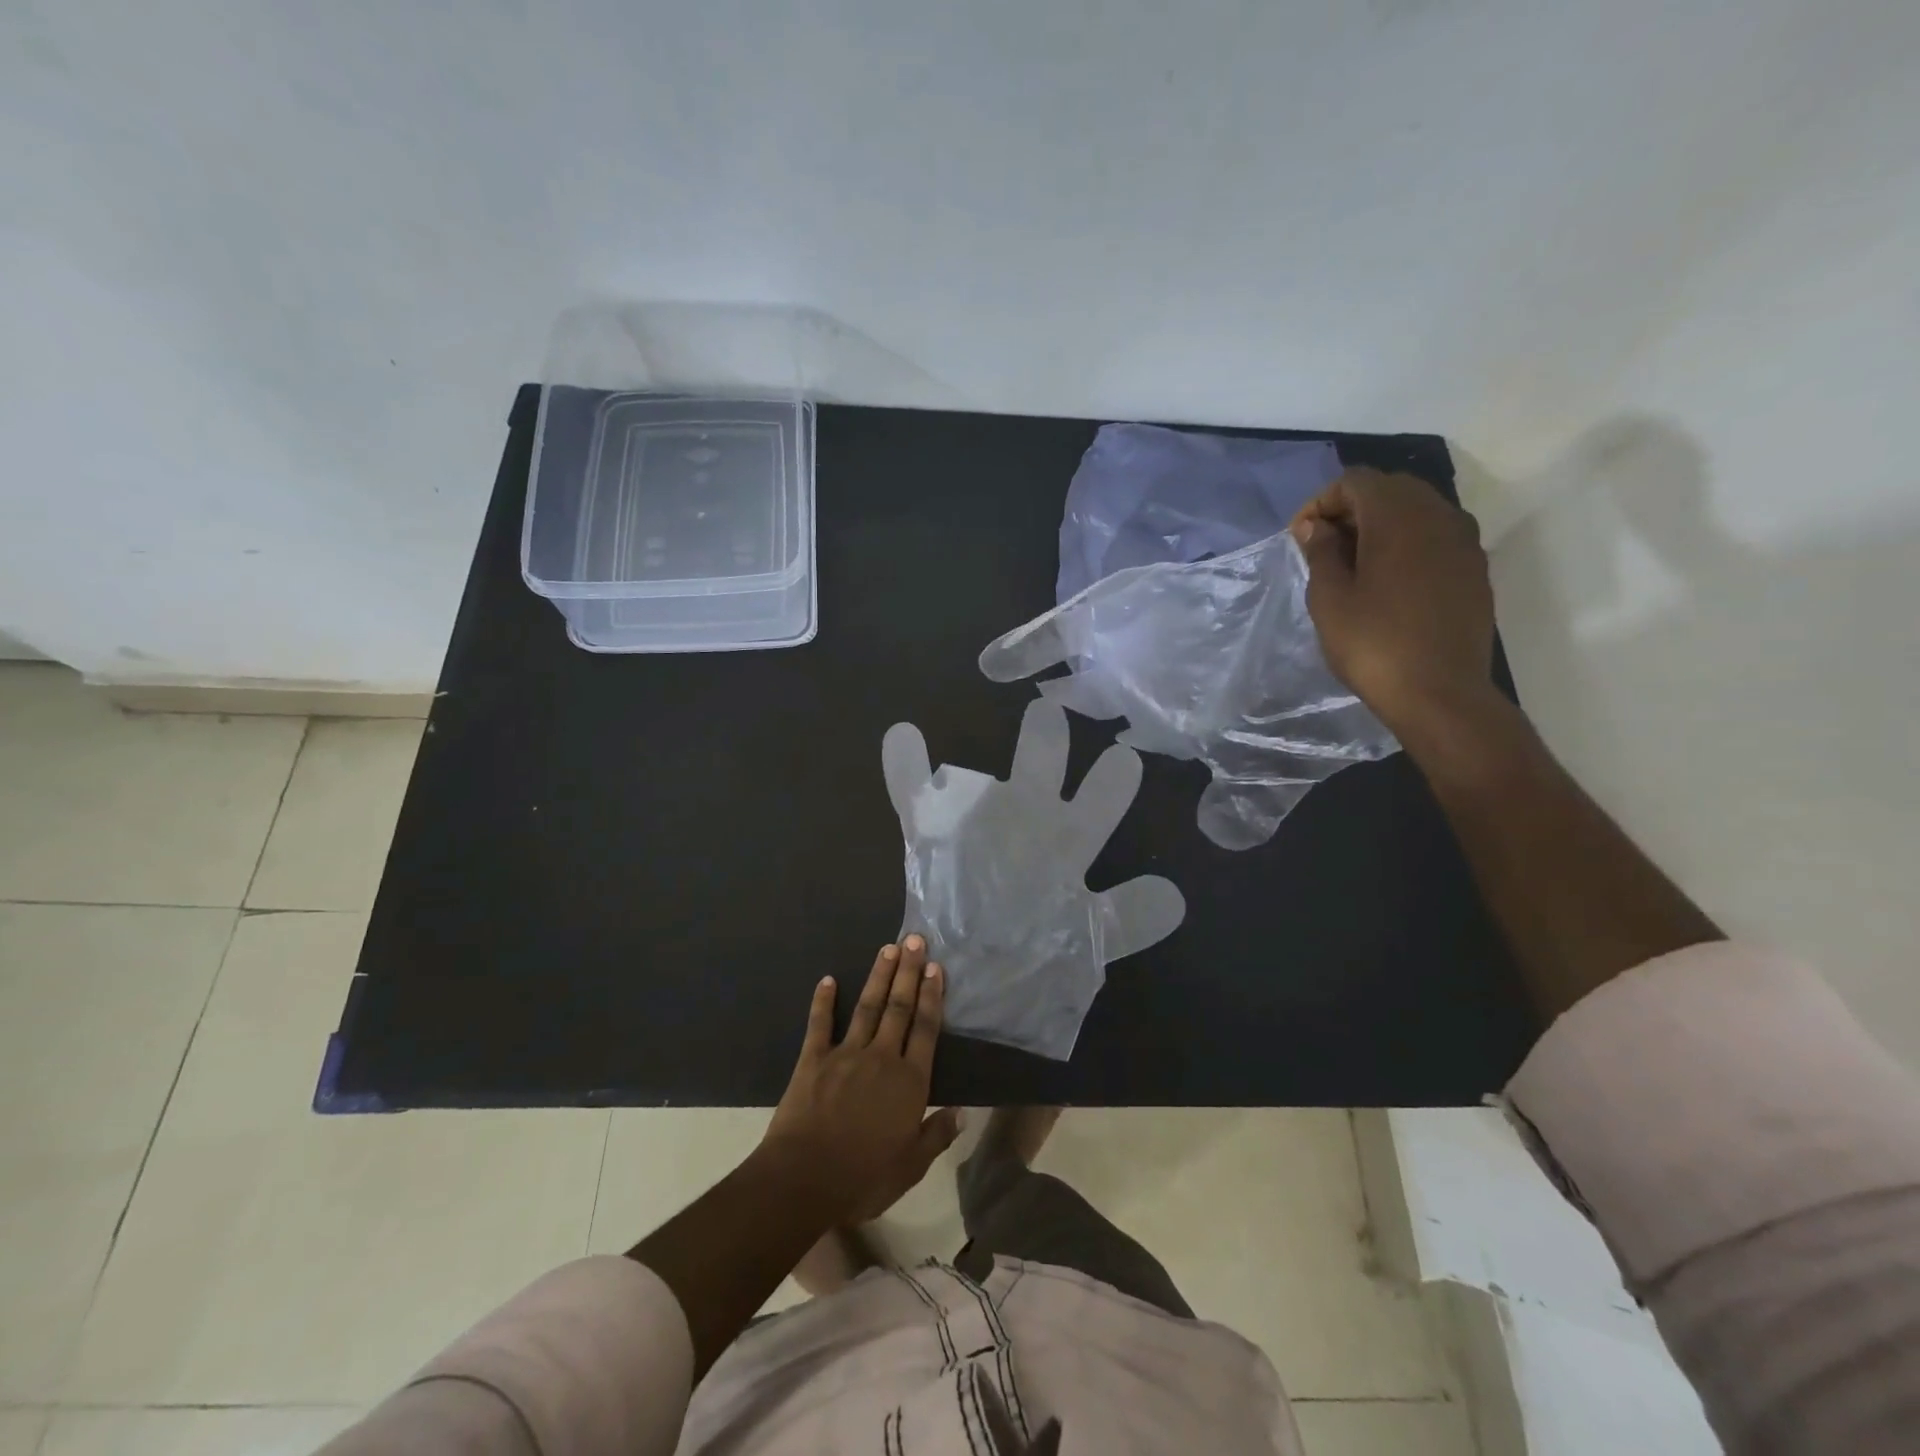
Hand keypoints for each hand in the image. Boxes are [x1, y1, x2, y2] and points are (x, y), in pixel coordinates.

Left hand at [760, 936, 962, 1226]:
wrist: (804, 1179)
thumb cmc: (862, 1178)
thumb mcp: (910, 1167)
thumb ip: (935, 1136)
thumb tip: (961, 1112)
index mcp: (909, 1082)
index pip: (926, 1030)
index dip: (932, 997)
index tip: (936, 968)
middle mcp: (882, 1058)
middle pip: (899, 1007)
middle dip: (909, 972)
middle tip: (915, 940)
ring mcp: (846, 1054)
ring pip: (867, 1007)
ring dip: (879, 976)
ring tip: (888, 948)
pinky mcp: (813, 1059)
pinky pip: (820, 1024)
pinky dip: (823, 1001)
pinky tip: (827, 980)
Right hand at [1291, 467, 1497, 739]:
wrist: (1440, 694)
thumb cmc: (1373, 645)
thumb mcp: (1329, 598)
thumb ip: (1321, 552)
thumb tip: (1316, 527)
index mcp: (1398, 518)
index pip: (1355, 481)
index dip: (1320, 502)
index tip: (1300, 538)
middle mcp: (1439, 516)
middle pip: (1390, 488)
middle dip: (1351, 509)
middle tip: (1322, 547)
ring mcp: (1464, 542)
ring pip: (1417, 510)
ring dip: (1380, 525)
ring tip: (1352, 563)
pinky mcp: (1474, 569)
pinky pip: (1435, 536)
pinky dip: (1406, 543)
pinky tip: (1386, 580)